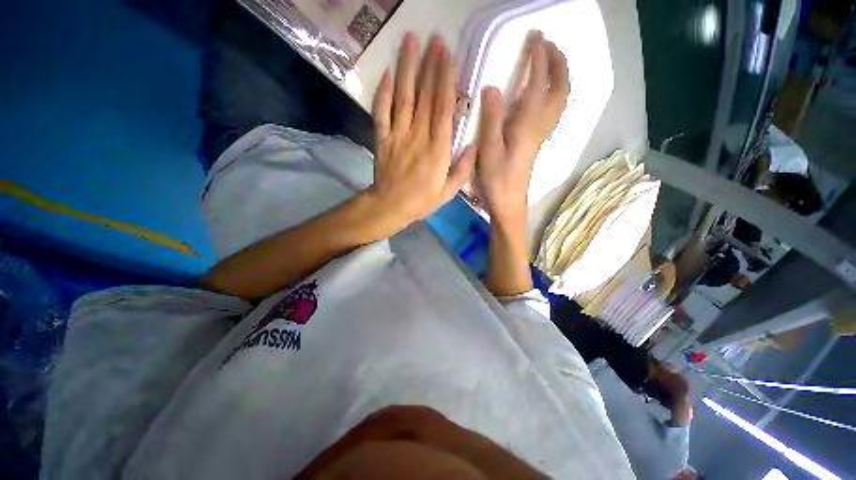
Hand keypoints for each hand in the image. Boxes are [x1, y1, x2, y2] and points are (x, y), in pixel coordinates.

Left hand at [366, 33, 475, 233]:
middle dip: (430, 66)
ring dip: (407, 69)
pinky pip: (381, 112)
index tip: (448, 56)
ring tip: (410, 42)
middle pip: (425, 97)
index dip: (445, 80)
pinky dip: (383, 92)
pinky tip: (388, 74)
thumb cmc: (421, 201)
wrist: (390, 207)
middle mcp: (418, 136)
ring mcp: (398, 135)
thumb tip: (474, 146)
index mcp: (437, 150)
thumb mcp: (448, 192)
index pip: (443, 109)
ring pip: (403, 98)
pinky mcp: (382, 138)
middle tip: (434, 40)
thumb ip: (462, 170)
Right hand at [473, 33, 569, 226]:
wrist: (509, 203)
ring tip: (550, 61)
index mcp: (527, 126)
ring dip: (560, 75)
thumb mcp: (489, 151)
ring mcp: (541, 134)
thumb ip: (491, 119)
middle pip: (560, 88)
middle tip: (548, 44)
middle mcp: (540, 126)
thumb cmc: (497, 180)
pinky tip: (545, 92)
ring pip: (561, 99)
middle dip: (558, 62)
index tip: (534, 37)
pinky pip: (554, 110)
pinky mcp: (538, 141)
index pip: (537, 84)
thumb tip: (492, 86)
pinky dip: (555, 92)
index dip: (538, 58)